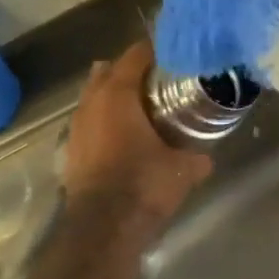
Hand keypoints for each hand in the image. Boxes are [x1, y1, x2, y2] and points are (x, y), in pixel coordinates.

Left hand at [63, 43, 211, 229]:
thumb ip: (197, 155)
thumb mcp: (184, 169)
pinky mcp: (72, 150)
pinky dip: (106, 118)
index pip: (135, 56)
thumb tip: (206, 155)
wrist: (103, 228)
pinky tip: (126, 132)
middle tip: (161, 77)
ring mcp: (77, 127)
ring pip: (94, 96)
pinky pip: (90, 120)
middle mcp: (91, 104)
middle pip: (108, 71)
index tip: (177, 53)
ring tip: (144, 103)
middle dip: (132, 70)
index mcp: (118, 96)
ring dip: (115, 94)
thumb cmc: (144, 185)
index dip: (156, 50)